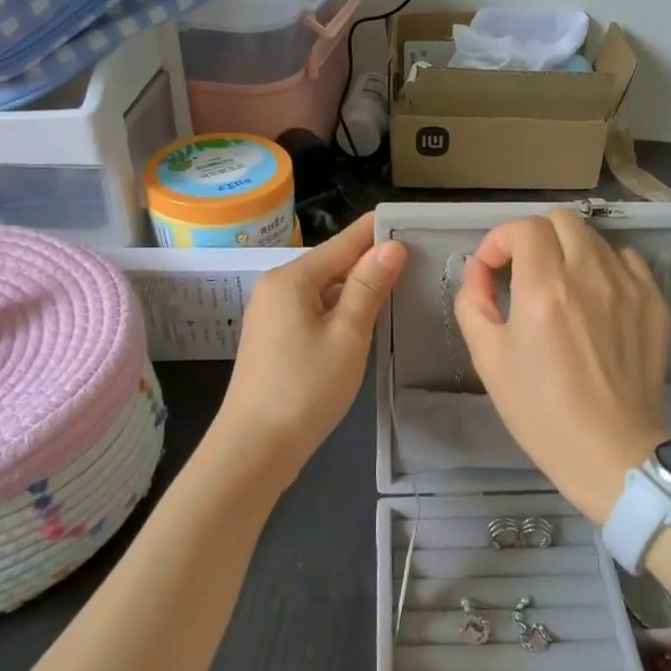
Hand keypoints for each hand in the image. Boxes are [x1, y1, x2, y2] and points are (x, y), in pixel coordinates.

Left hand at [215, 213, 407, 477]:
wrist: (255, 448)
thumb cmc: (305, 388)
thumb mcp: (347, 335)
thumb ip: (369, 287)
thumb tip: (391, 246)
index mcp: (292, 278)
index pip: (344, 242)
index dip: (377, 232)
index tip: (409, 221)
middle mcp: (276, 288)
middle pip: (331, 264)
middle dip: (369, 261)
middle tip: (415, 259)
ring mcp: (271, 315)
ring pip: (323, 289)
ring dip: (356, 288)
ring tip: (398, 285)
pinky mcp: (273, 339)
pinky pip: (312, 310)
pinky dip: (339, 310)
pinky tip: (363, 320)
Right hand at [455, 209, 669, 523]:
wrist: (611, 452)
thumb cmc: (541, 411)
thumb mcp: (487, 359)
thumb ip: (473, 302)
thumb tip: (478, 270)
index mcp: (544, 288)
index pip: (522, 228)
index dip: (499, 241)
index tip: (492, 269)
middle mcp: (589, 275)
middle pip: (561, 219)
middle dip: (534, 237)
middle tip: (523, 271)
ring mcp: (628, 286)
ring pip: (594, 237)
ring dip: (568, 251)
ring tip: (560, 287)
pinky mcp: (654, 302)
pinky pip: (627, 260)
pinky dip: (604, 266)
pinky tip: (595, 298)